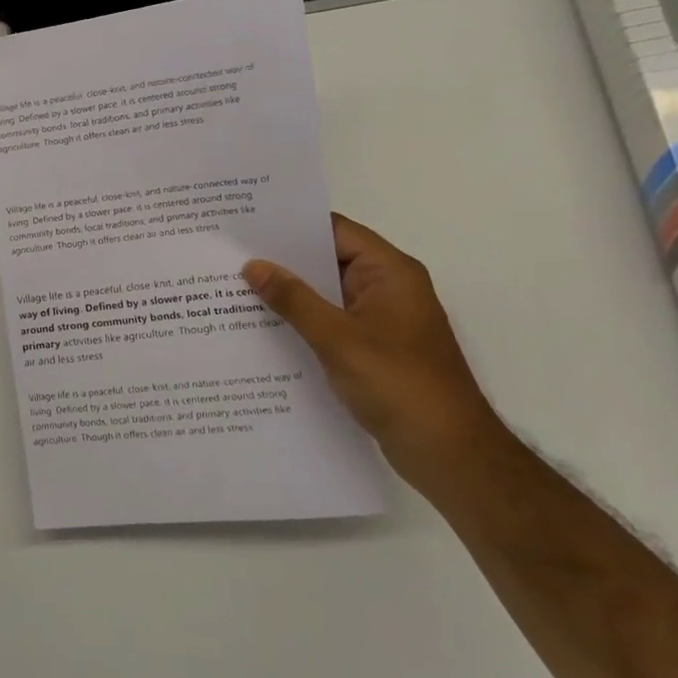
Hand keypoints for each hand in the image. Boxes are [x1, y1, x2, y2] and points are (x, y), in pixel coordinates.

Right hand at [241, 215, 507, 480]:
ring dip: (289, 294)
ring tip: (235, 288)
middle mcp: (387, 288)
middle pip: (328, 260)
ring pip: (326, 294)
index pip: (334, 231)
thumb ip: (293, 299)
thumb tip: (253, 265)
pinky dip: (301, 322)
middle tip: (230, 256)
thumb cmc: (397, 384)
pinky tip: (263, 328)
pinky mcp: (373, 349)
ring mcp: (381, 320)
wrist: (448, 453)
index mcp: (389, 272)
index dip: (291, 225)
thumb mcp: (337, 338)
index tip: (246, 225)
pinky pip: (330, 323)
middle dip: (282, 261)